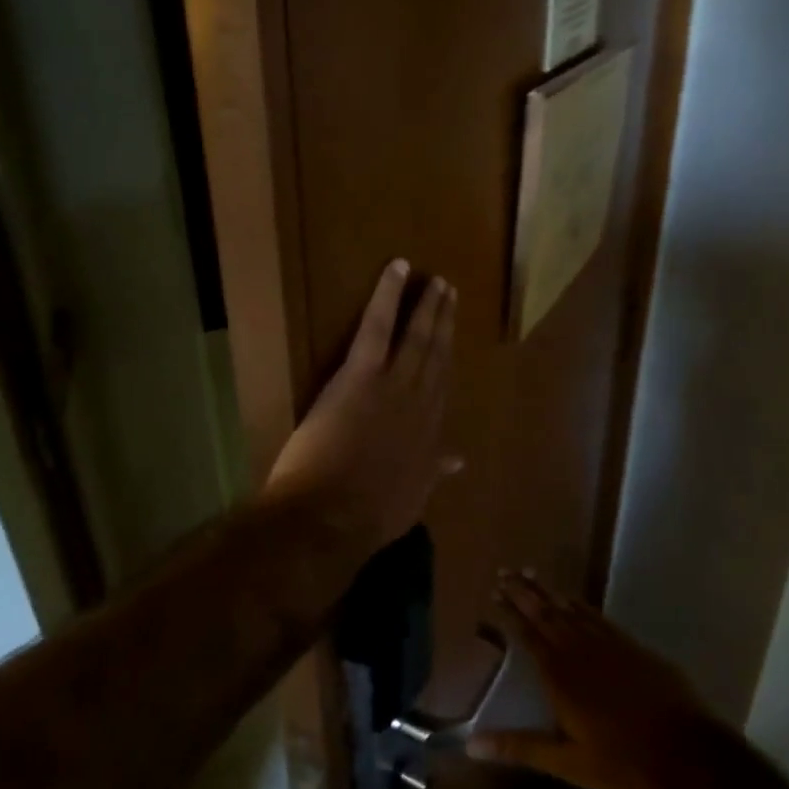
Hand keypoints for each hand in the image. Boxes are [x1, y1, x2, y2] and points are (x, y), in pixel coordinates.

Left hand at [264, 260, 460, 555]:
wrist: (329, 520)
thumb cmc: (366, 517)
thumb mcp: (412, 499)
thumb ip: (434, 472)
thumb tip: (459, 459)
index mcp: (428, 436)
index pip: (441, 387)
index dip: (447, 358)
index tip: (451, 338)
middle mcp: (420, 405)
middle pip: (436, 356)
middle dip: (444, 323)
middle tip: (450, 293)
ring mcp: (392, 386)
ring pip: (416, 338)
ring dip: (427, 307)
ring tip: (436, 282)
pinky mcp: (360, 374)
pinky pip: (378, 325)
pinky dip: (388, 295)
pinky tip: (397, 268)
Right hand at [468, 572, 709, 788]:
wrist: (691, 755)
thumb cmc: (625, 763)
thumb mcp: (568, 763)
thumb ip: (520, 748)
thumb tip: (471, 745)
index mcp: (560, 676)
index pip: (528, 635)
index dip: (510, 613)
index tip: (494, 592)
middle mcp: (580, 651)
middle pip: (546, 614)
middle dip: (524, 592)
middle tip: (505, 571)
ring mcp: (610, 645)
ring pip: (571, 610)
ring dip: (548, 591)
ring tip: (531, 573)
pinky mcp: (634, 648)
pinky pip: (598, 617)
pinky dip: (580, 604)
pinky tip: (574, 599)